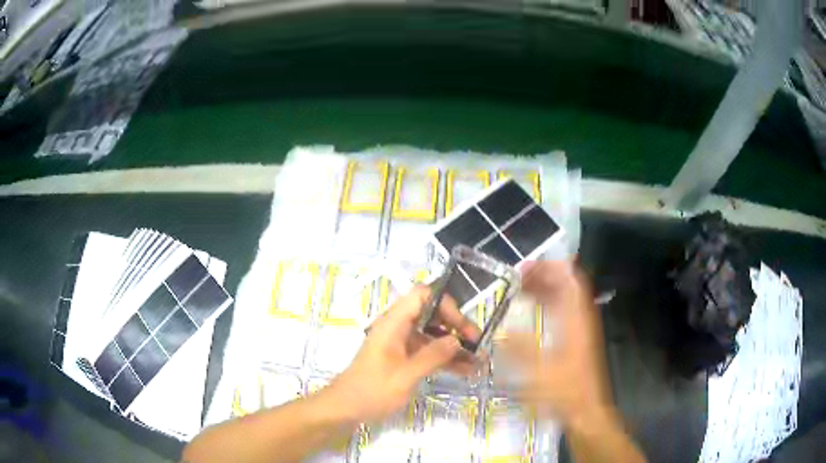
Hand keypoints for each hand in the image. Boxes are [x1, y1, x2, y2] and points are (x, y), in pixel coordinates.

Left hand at [328, 286, 480, 423]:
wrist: (346, 408)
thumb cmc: (372, 390)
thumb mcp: (406, 375)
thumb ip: (432, 355)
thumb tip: (457, 340)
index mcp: (394, 323)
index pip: (423, 295)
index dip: (445, 305)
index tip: (462, 327)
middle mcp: (398, 328)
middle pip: (432, 314)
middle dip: (456, 326)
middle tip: (477, 344)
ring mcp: (401, 343)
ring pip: (433, 335)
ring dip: (455, 346)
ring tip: (478, 360)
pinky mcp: (403, 358)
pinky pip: (428, 352)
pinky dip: (445, 359)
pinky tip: (466, 370)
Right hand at [502, 261, 613, 428]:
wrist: (587, 410)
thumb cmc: (566, 391)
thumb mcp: (538, 372)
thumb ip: (518, 350)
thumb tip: (499, 333)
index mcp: (576, 318)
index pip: (570, 278)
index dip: (549, 267)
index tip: (524, 269)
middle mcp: (582, 317)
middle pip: (567, 284)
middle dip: (543, 276)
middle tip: (517, 279)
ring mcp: (582, 328)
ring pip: (566, 297)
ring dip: (545, 289)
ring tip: (521, 291)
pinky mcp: (579, 339)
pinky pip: (564, 311)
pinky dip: (549, 304)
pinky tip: (533, 313)